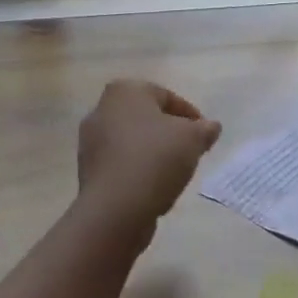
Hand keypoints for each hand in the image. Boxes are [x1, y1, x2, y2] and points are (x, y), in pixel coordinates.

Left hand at [75, 79, 222, 235]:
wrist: (115, 207)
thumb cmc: (156, 158)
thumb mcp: (193, 139)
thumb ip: (205, 129)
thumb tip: (211, 127)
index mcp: (126, 90)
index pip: (167, 97)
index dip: (191, 116)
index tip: (205, 136)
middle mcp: (102, 108)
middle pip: (147, 118)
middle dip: (169, 132)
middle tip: (190, 151)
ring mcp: (90, 140)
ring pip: (132, 141)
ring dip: (153, 152)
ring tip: (173, 171)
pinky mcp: (87, 169)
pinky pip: (121, 162)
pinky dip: (137, 169)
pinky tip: (152, 186)